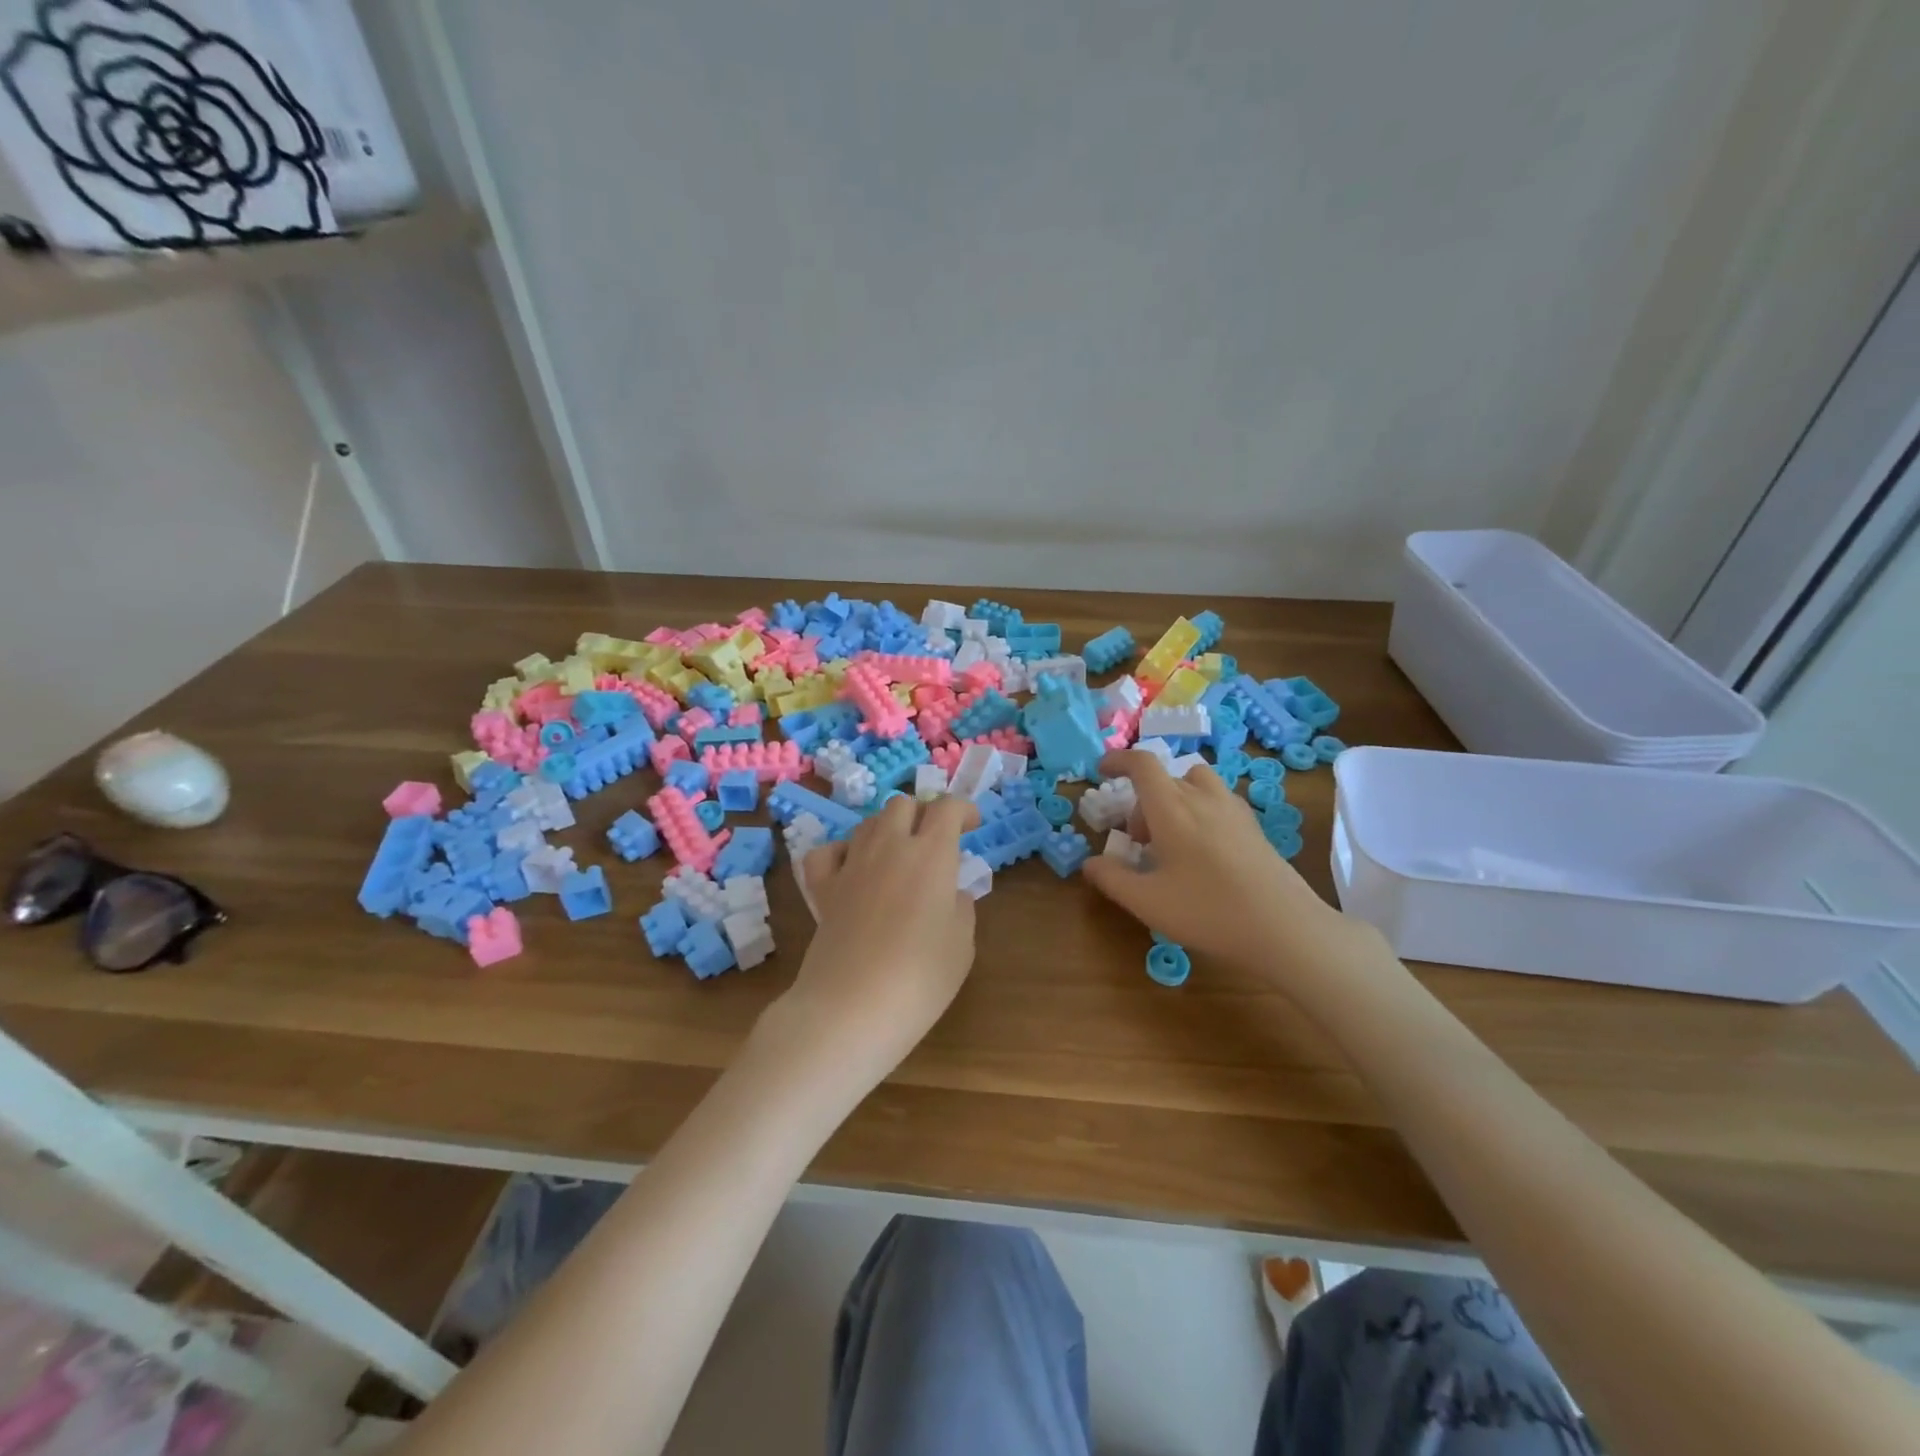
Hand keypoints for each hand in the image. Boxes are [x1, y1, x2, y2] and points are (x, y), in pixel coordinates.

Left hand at [769, 795, 979, 1084]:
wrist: (850, 1008)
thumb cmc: (919, 978)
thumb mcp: (962, 945)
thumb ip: (961, 908)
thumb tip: (951, 894)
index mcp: (931, 854)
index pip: (947, 807)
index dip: (962, 809)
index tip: (972, 825)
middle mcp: (889, 847)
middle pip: (903, 805)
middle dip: (922, 814)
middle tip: (935, 841)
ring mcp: (851, 864)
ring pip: (869, 823)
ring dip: (888, 830)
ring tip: (899, 857)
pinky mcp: (822, 888)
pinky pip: (828, 852)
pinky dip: (842, 853)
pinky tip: (852, 869)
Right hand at [1081, 749, 1368, 976]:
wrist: (1285, 928)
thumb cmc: (1208, 910)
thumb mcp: (1147, 902)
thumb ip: (1112, 878)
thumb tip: (1090, 863)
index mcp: (1172, 808)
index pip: (1142, 764)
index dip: (1118, 760)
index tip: (1103, 770)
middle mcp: (1203, 798)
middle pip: (1166, 778)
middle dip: (1143, 801)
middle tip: (1138, 841)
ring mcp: (1233, 810)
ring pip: (1195, 784)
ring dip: (1174, 800)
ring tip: (1171, 840)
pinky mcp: (1254, 826)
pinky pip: (1217, 801)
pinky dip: (1199, 810)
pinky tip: (1202, 851)